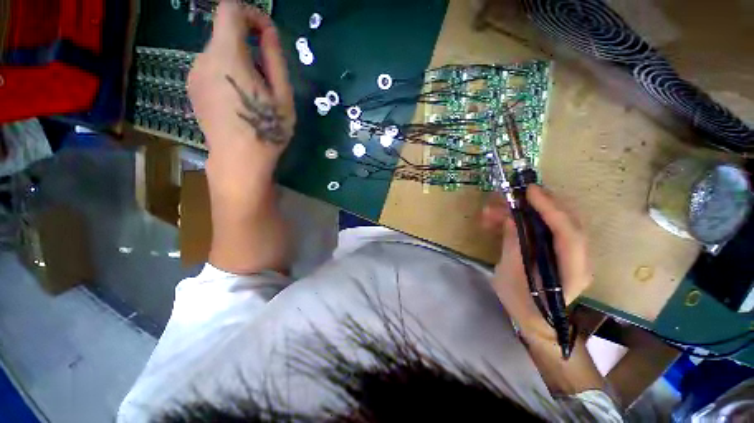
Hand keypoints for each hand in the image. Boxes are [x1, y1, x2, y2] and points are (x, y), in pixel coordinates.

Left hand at [187, 1, 294, 170]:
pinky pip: (211, 69)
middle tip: (268, 76)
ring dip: (239, 61)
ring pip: (218, 53)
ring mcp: (194, 75)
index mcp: (227, 55)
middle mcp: (203, 58)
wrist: (238, 161)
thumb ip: (275, 59)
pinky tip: (239, 100)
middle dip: (248, 44)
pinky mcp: (193, 89)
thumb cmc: (266, 130)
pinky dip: (227, 73)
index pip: (230, 10)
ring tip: (255, 93)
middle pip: (224, 33)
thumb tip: (269, 33)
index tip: (267, 35)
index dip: (251, 14)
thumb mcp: (282, 96)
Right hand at [481, 186, 591, 338]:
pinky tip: (501, 219)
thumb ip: (514, 245)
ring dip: (526, 211)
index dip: (550, 209)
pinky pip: (545, 228)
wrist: (535, 321)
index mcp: (571, 272)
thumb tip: (513, 217)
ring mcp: (570, 254)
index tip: (529, 191)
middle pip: (567, 221)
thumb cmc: (522, 304)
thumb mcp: (510, 275)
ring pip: (555, 222)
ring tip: (495, 209)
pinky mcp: (558, 250)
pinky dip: (524, 220)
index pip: (568, 234)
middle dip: (541, 203)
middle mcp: (578, 259)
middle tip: (515, 193)